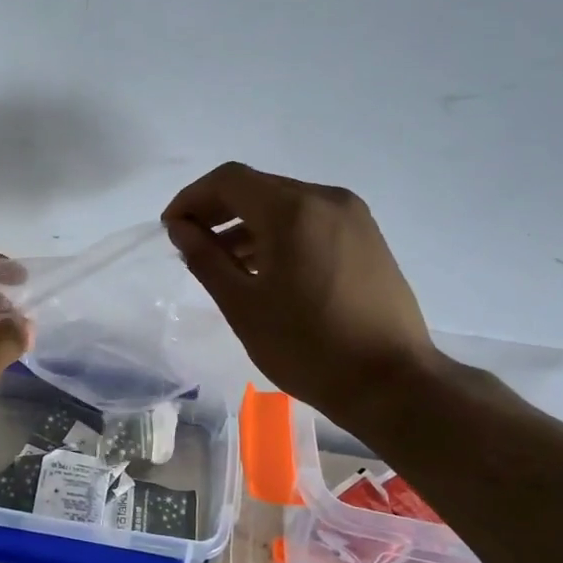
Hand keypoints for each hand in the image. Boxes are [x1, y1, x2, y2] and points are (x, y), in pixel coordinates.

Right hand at [162, 163, 440, 418]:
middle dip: (217, 210)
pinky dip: (278, 233)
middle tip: (191, 244)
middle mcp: (326, 199)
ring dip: (247, 224)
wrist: (391, 382)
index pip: (229, 180)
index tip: (171, 228)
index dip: (192, 198)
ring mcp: (352, 217)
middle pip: (258, 187)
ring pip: (285, 204)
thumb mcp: (242, 305)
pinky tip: (264, 268)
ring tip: (223, 262)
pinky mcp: (366, 237)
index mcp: (293, 211)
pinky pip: (310, 220)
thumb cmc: (307, 347)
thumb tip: (180, 228)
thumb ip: (205, 259)